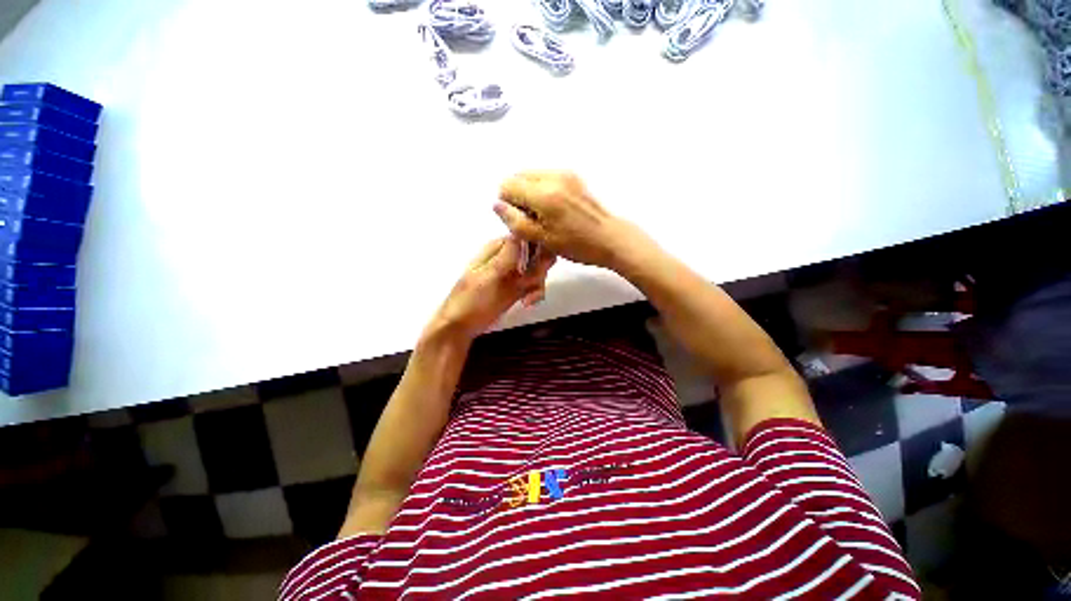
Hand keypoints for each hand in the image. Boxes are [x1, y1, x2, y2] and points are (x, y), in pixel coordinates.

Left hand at [427, 237, 555, 342]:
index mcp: (497, 248)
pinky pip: (535, 285)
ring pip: (538, 269)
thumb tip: (522, 232)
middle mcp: (508, 258)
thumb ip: (506, 256)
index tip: (540, 261)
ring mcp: (513, 274)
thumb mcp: (487, 276)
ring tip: (528, 298)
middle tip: (532, 282)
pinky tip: (528, 303)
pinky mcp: (517, 289)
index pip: (525, 236)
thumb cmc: (469, 300)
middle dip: (540, 268)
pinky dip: (536, 293)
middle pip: (536, 253)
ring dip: (538, 283)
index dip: (538, 245)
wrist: (459, 327)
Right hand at [495, 171, 647, 269]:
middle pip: (518, 176)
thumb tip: (497, 205)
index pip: (507, 185)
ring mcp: (565, 173)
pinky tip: (553, 209)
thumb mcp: (542, 239)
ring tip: (543, 215)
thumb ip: (516, 222)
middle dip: (517, 196)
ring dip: (529, 193)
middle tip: (530, 219)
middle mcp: (553, 176)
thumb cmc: (577, 244)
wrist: (610, 238)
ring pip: (531, 176)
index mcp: (544, 194)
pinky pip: (545, 177)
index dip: (507, 204)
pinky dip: (541, 190)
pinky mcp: (573, 176)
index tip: (520, 221)